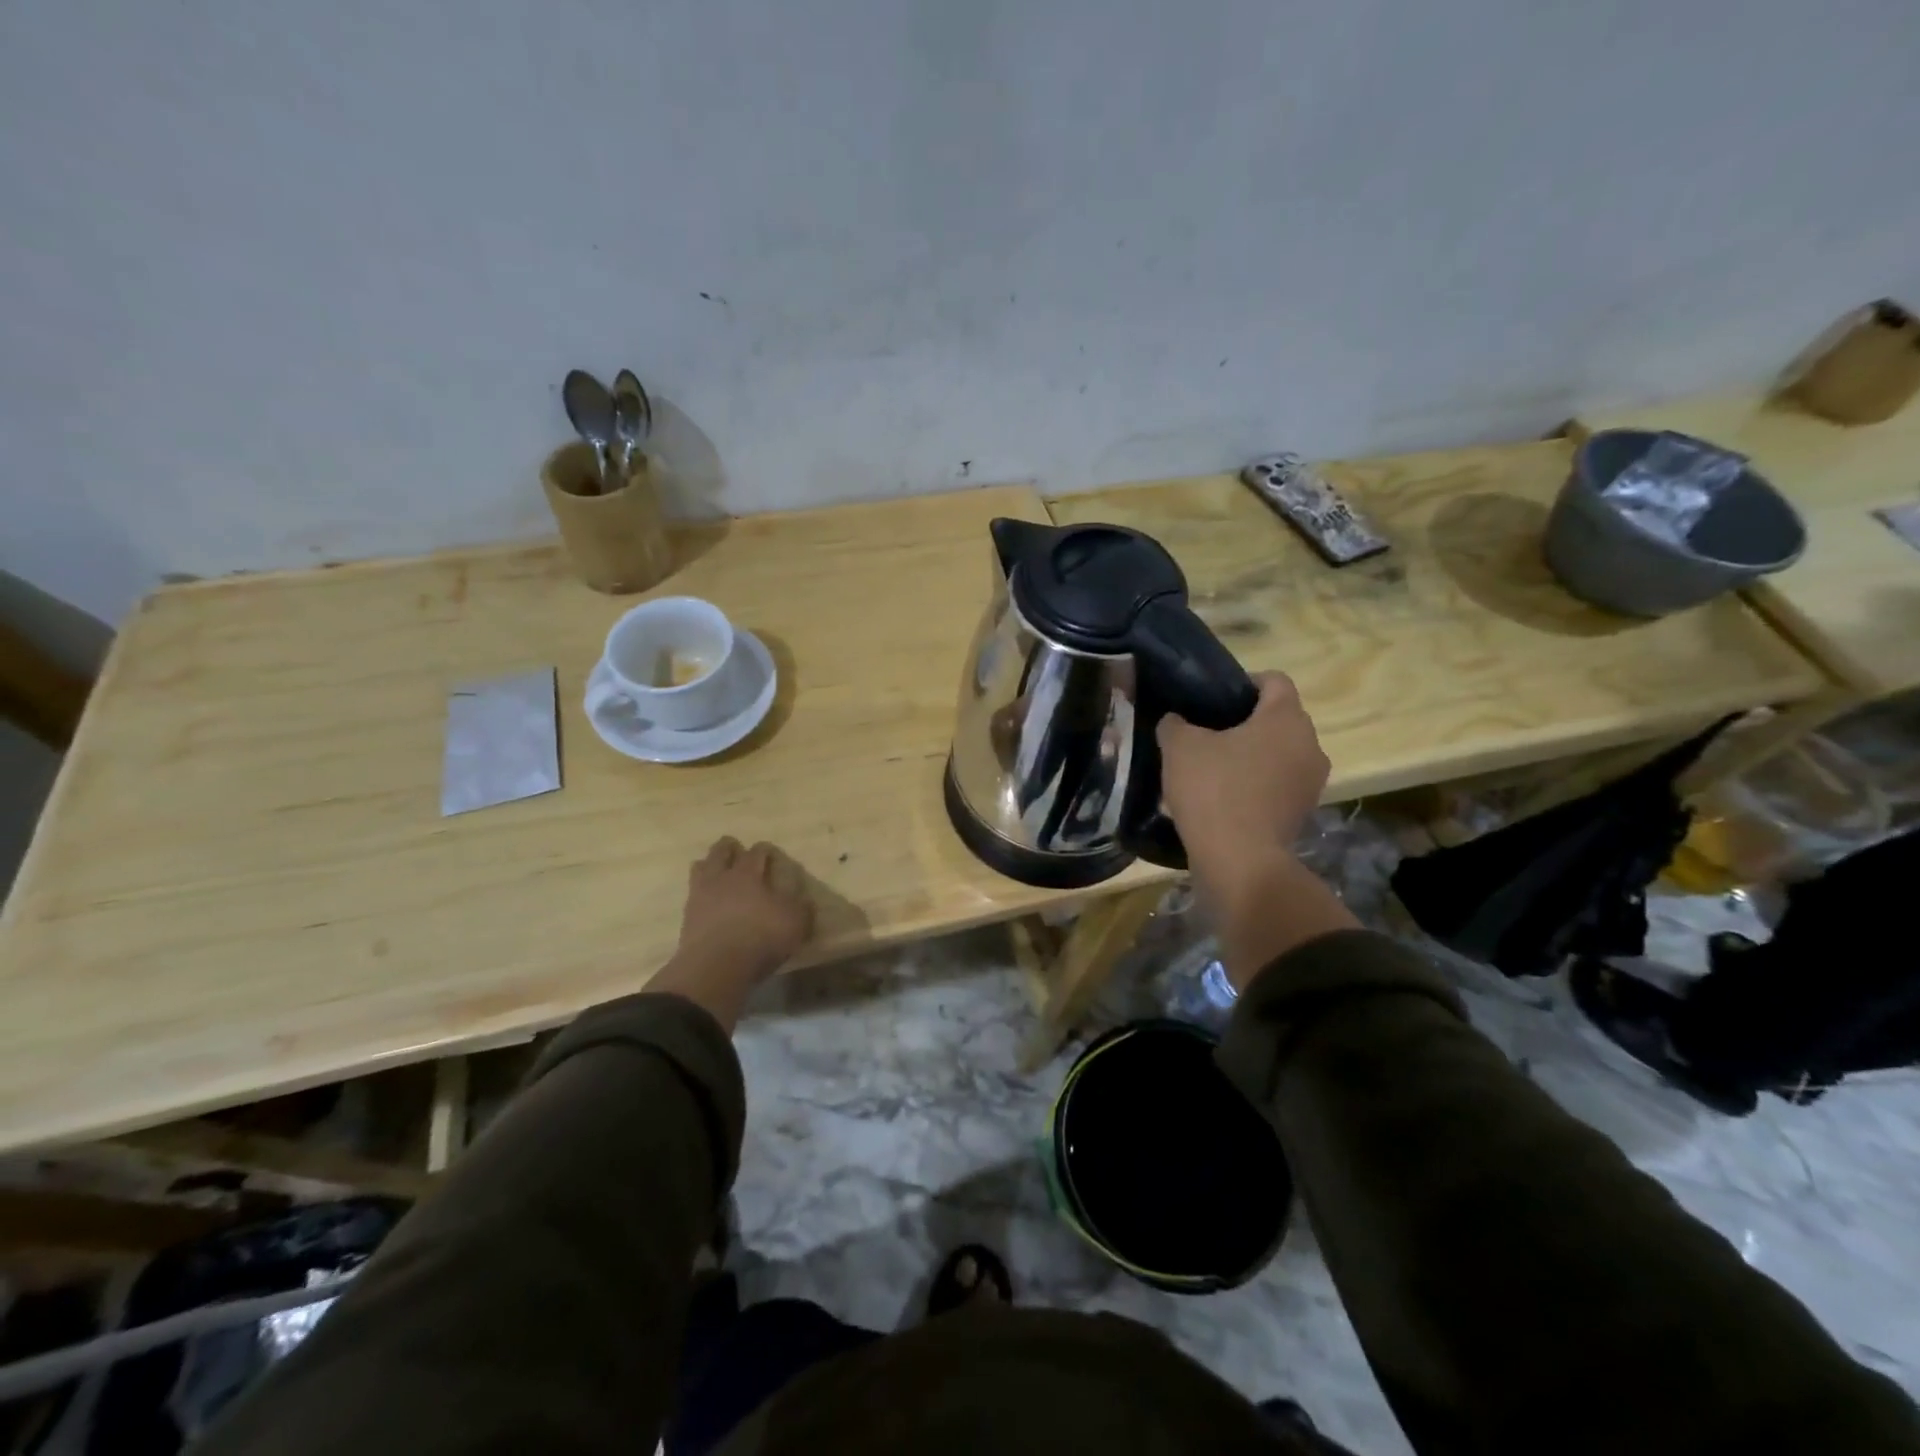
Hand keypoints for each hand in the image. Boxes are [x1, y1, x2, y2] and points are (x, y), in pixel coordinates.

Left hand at [651, 837, 813, 1028]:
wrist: (715, 968)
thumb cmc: (760, 937)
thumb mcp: (795, 922)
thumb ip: (801, 907)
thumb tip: (805, 900)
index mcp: (747, 873)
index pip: (756, 852)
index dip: (764, 850)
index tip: (769, 853)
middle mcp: (721, 878)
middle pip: (720, 852)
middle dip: (729, 848)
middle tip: (735, 849)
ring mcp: (700, 897)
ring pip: (699, 868)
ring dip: (709, 865)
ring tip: (716, 870)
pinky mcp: (687, 918)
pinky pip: (692, 895)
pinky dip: (701, 893)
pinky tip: (708, 900)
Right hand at [1157, 672, 1328, 872]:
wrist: (1239, 861)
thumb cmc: (1213, 790)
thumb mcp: (1179, 747)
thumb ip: (1175, 724)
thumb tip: (1175, 720)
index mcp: (1286, 718)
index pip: (1274, 680)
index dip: (1243, 682)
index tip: (1213, 699)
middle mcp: (1310, 744)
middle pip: (1279, 718)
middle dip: (1246, 722)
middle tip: (1207, 734)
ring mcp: (1311, 782)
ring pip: (1280, 753)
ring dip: (1252, 755)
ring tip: (1213, 768)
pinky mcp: (1303, 812)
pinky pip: (1279, 784)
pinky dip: (1257, 784)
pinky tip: (1225, 797)